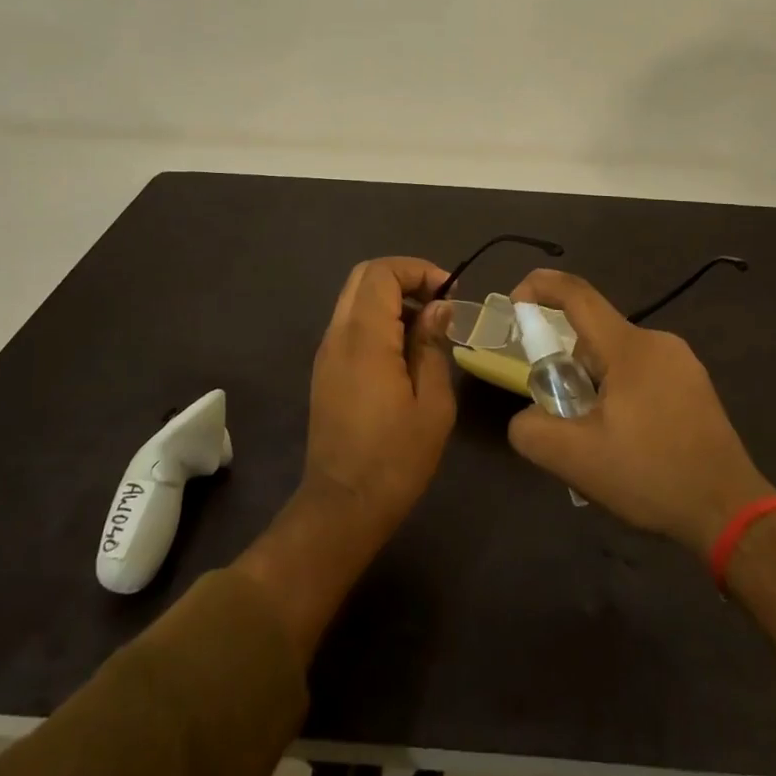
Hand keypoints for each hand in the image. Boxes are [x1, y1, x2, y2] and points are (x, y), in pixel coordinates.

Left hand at [239, 258, 455, 665]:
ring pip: (354, 299)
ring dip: (391, 298)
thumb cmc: (396, 458)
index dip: (418, 270)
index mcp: (364, 338)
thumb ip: (433, 346)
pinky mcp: (325, 370)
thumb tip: (438, 307)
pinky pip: (350, 324)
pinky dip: (378, 319)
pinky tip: (405, 350)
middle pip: (364, 277)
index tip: (450, 292)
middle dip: (404, 277)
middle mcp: (338, 335)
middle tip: (440, 301)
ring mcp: (327, 352)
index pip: (382, 273)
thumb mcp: (432, 403)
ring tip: (428, 326)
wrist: (343, 506)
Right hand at [505, 269, 774, 557]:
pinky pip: (642, 373)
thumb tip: (526, 416)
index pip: (577, 296)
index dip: (541, 288)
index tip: (515, 304)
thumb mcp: (576, 460)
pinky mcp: (695, 386)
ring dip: (594, 384)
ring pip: (618, 357)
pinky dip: (620, 393)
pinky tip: (627, 440)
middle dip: (566, 364)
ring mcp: (682, 363)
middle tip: (558, 410)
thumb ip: (532, 430)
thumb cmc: (652, 476)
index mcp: (629, 348)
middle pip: (594, 335)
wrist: (731, 512)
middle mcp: (658, 342)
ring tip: (596, 436)